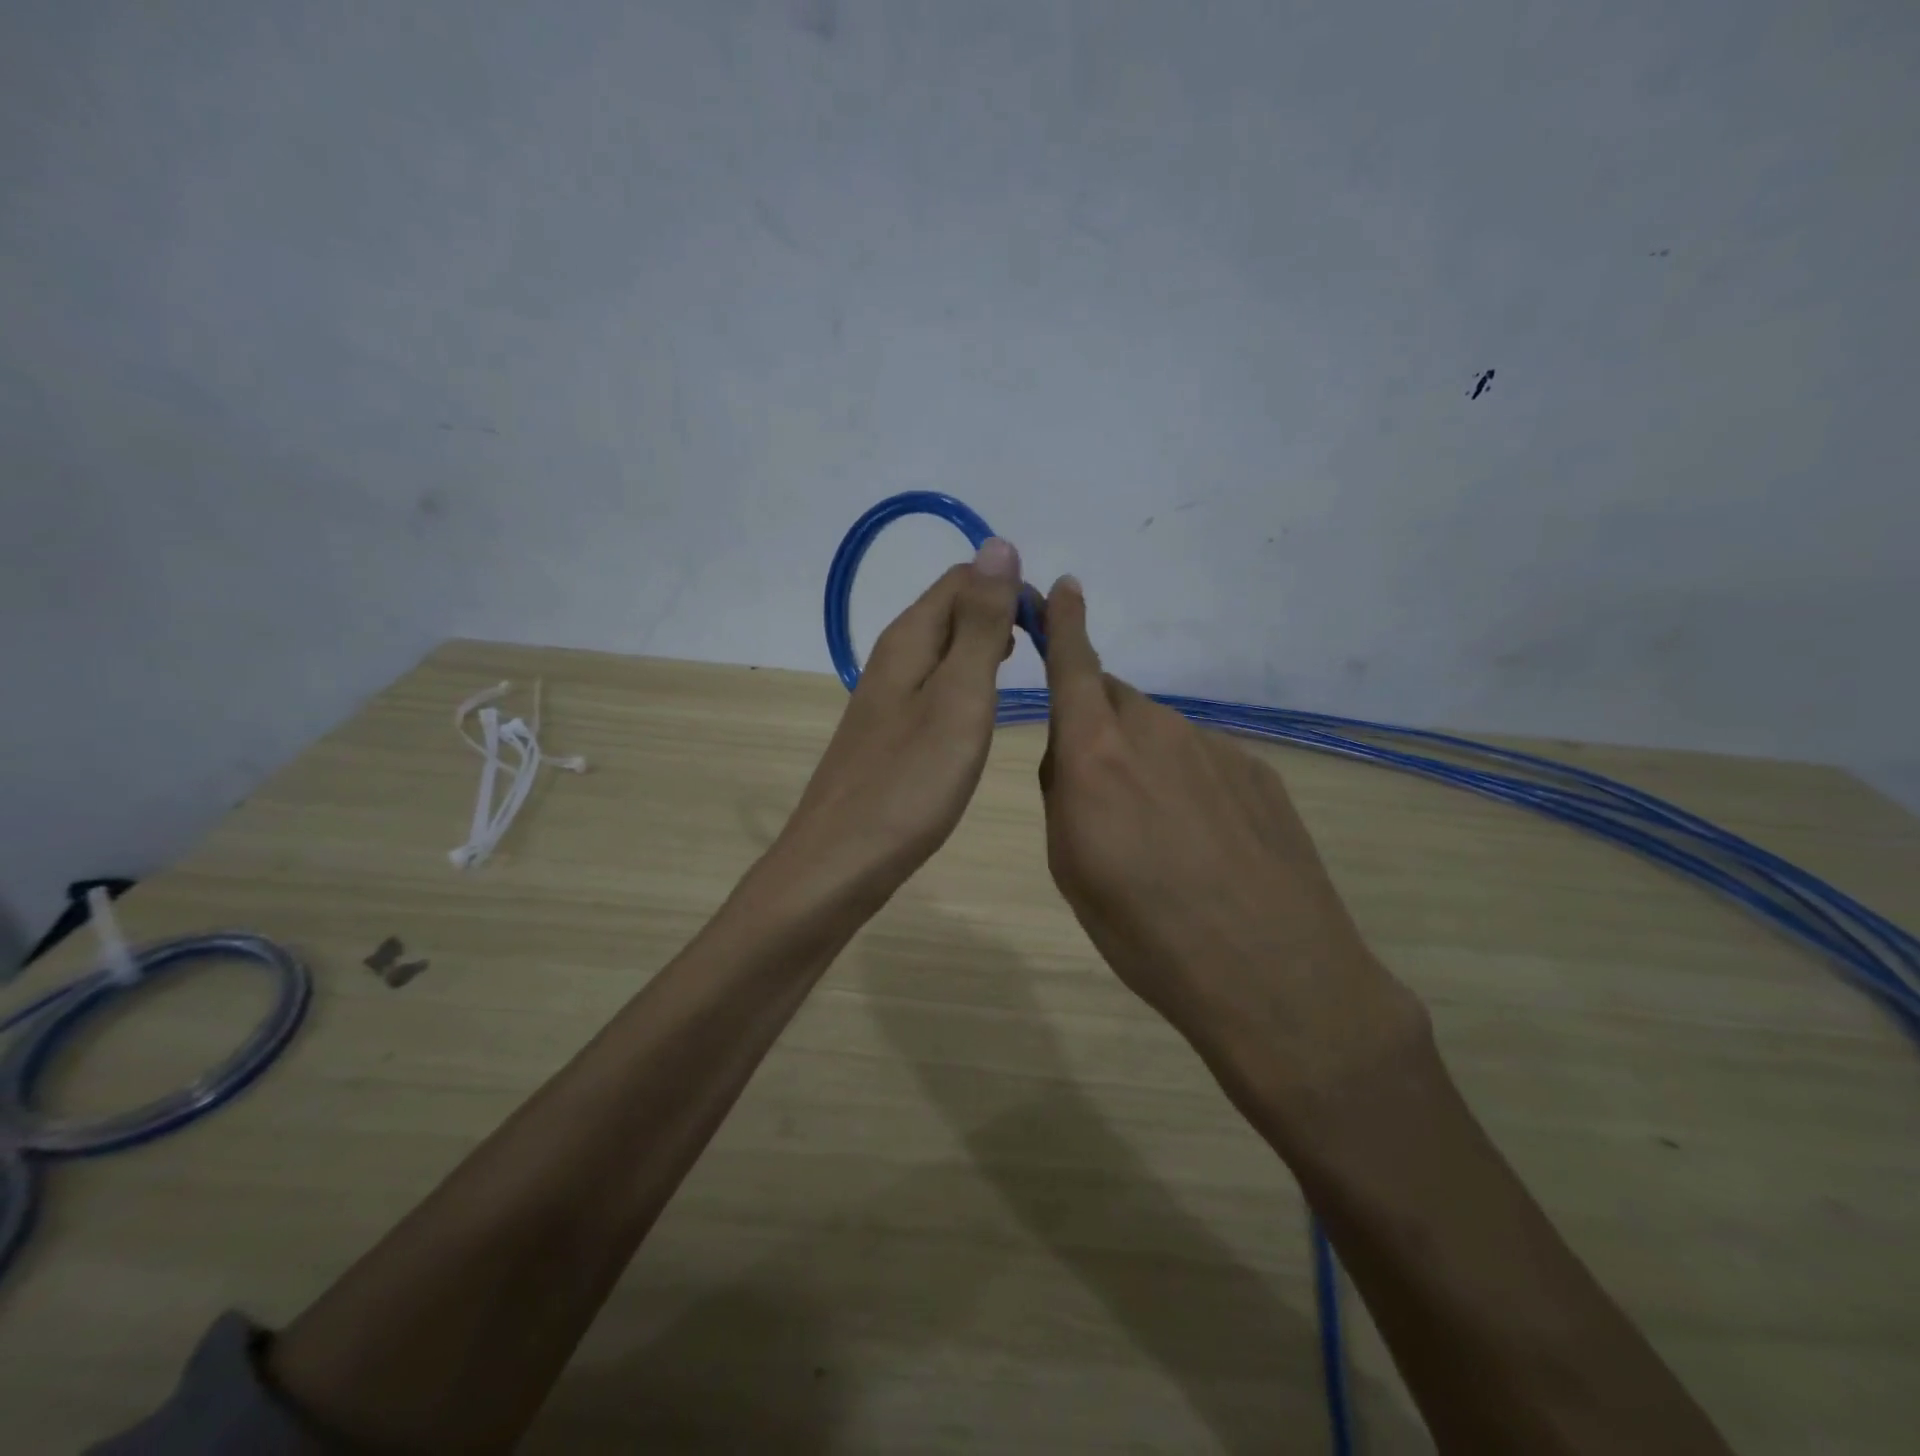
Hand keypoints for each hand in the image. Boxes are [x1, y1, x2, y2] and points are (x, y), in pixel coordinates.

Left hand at [775, 538, 1024, 906]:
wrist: (841, 863)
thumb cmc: (910, 782)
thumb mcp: (959, 697)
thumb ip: (981, 625)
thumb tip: (997, 544)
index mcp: (908, 639)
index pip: (962, 579)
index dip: (1010, 587)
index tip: (1052, 626)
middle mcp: (892, 658)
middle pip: (950, 610)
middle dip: (1001, 616)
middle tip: (1047, 652)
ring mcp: (886, 698)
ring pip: (943, 651)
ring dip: (986, 649)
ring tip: (1026, 672)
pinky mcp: (889, 734)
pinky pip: (935, 688)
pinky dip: (967, 685)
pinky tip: (982, 712)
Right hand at [1036, 575, 1424, 1106]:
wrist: (1269, 972)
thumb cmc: (1143, 929)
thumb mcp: (1070, 867)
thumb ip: (1063, 792)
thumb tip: (1071, 754)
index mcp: (1096, 753)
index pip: (1075, 667)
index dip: (1065, 625)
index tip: (1064, 588)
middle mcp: (1156, 732)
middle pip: (1114, 705)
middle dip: (1096, 729)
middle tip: (1099, 796)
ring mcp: (1214, 747)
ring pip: (1159, 735)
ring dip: (1144, 764)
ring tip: (1158, 836)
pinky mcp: (1256, 770)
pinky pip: (1202, 759)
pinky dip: (1189, 785)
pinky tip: (1206, 844)